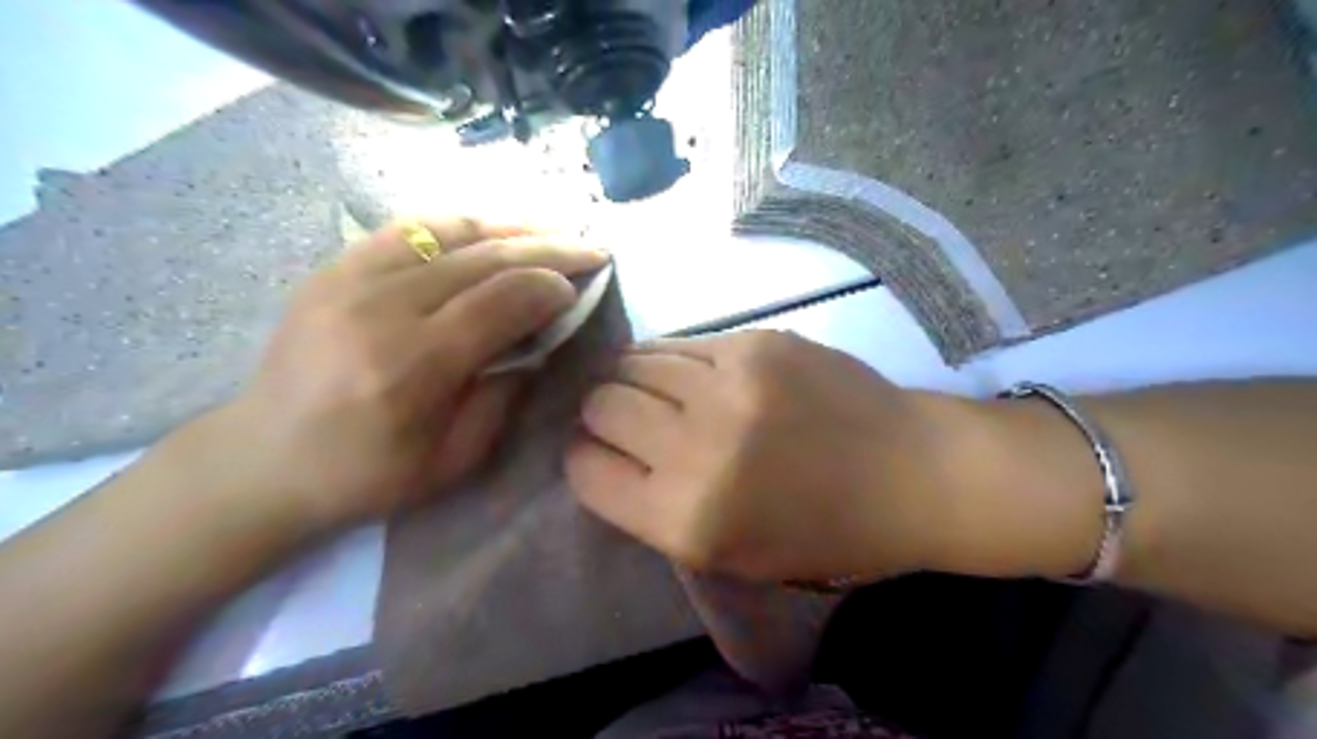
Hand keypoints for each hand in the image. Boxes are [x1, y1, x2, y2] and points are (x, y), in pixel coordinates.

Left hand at [229, 216, 611, 531]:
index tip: (581, 289)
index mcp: (413, 365)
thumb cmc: (367, 475)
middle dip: (549, 248)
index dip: (552, 287)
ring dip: (511, 227)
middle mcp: (382, 307)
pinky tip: (492, 231)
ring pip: (450, 230)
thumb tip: (540, 340)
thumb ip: (505, 394)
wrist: (262, 461)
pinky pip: (411, 229)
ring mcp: (350, 277)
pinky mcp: (334, 267)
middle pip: (484, 257)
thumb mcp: (455, 459)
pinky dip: (462, 225)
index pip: (502, 299)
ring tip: (553, 231)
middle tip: (591, 248)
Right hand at [561, 328, 965, 581]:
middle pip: (600, 404)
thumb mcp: (728, 556)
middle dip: (601, 413)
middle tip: (626, 419)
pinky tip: (693, 373)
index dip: (585, 459)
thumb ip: (655, 509)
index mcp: (687, 518)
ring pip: (633, 361)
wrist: (911, 473)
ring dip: (632, 378)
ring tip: (658, 392)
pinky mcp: (757, 343)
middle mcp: (697, 447)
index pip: (585, 469)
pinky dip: (672, 359)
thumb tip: (606, 454)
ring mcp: (729, 384)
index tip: (601, 454)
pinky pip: (681, 342)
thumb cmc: (824, 534)